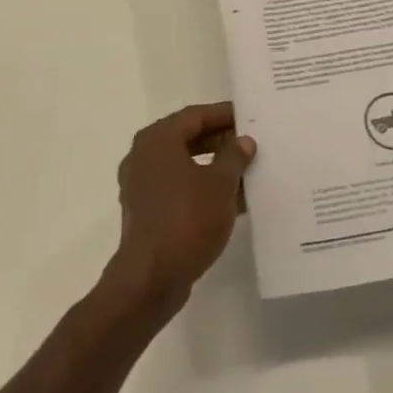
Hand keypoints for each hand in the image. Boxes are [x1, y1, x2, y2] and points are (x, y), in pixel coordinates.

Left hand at [104, 103, 255, 316]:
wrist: (151, 279)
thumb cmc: (187, 219)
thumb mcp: (220, 184)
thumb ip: (234, 157)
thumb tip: (242, 141)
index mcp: (157, 139)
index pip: (195, 115)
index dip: (224, 114)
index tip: (250, 116)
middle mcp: (144, 156)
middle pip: (188, 138)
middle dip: (220, 141)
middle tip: (251, 143)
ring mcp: (141, 185)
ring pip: (184, 165)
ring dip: (214, 167)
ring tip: (247, 172)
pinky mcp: (146, 212)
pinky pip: (178, 188)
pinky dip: (202, 189)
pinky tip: (232, 201)